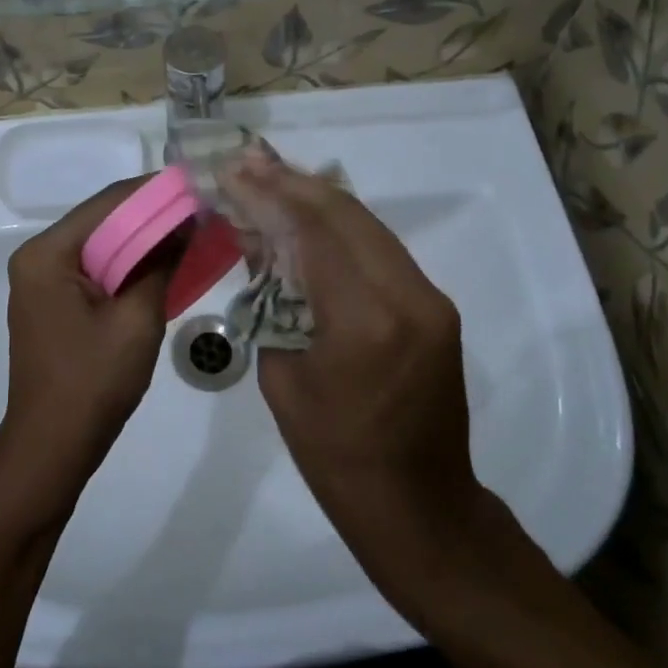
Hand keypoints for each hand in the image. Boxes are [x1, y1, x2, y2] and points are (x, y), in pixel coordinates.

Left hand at [0, 177, 175, 529]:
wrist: (53, 446)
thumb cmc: (93, 381)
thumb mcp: (137, 319)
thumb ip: (160, 263)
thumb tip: (186, 223)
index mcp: (47, 254)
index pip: (106, 204)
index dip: (154, 192)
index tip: (196, 186)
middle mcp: (38, 258)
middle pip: (102, 221)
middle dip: (151, 216)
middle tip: (200, 210)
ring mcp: (42, 282)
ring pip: (100, 246)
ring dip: (142, 241)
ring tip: (190, 232)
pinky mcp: (53, 303)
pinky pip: (95, 270)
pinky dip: (128, 265)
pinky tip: (162, 265)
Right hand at [224, 155, 494, 628]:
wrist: (417, 505)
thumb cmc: (334, 455)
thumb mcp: (283, 376)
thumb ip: (274, 301)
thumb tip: (262, 244)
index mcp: (364, 320)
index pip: (313, 229)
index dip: (270, 192)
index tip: (233, 171)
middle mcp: (407, 295)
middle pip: (345, 213)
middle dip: (292, 183)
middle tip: (248, 163)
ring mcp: (429, 298)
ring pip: (367, 225)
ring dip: (317, 199)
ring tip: (271, 178)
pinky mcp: (435, 306)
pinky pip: (381, 250)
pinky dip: (341, 228)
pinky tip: (309, 218)